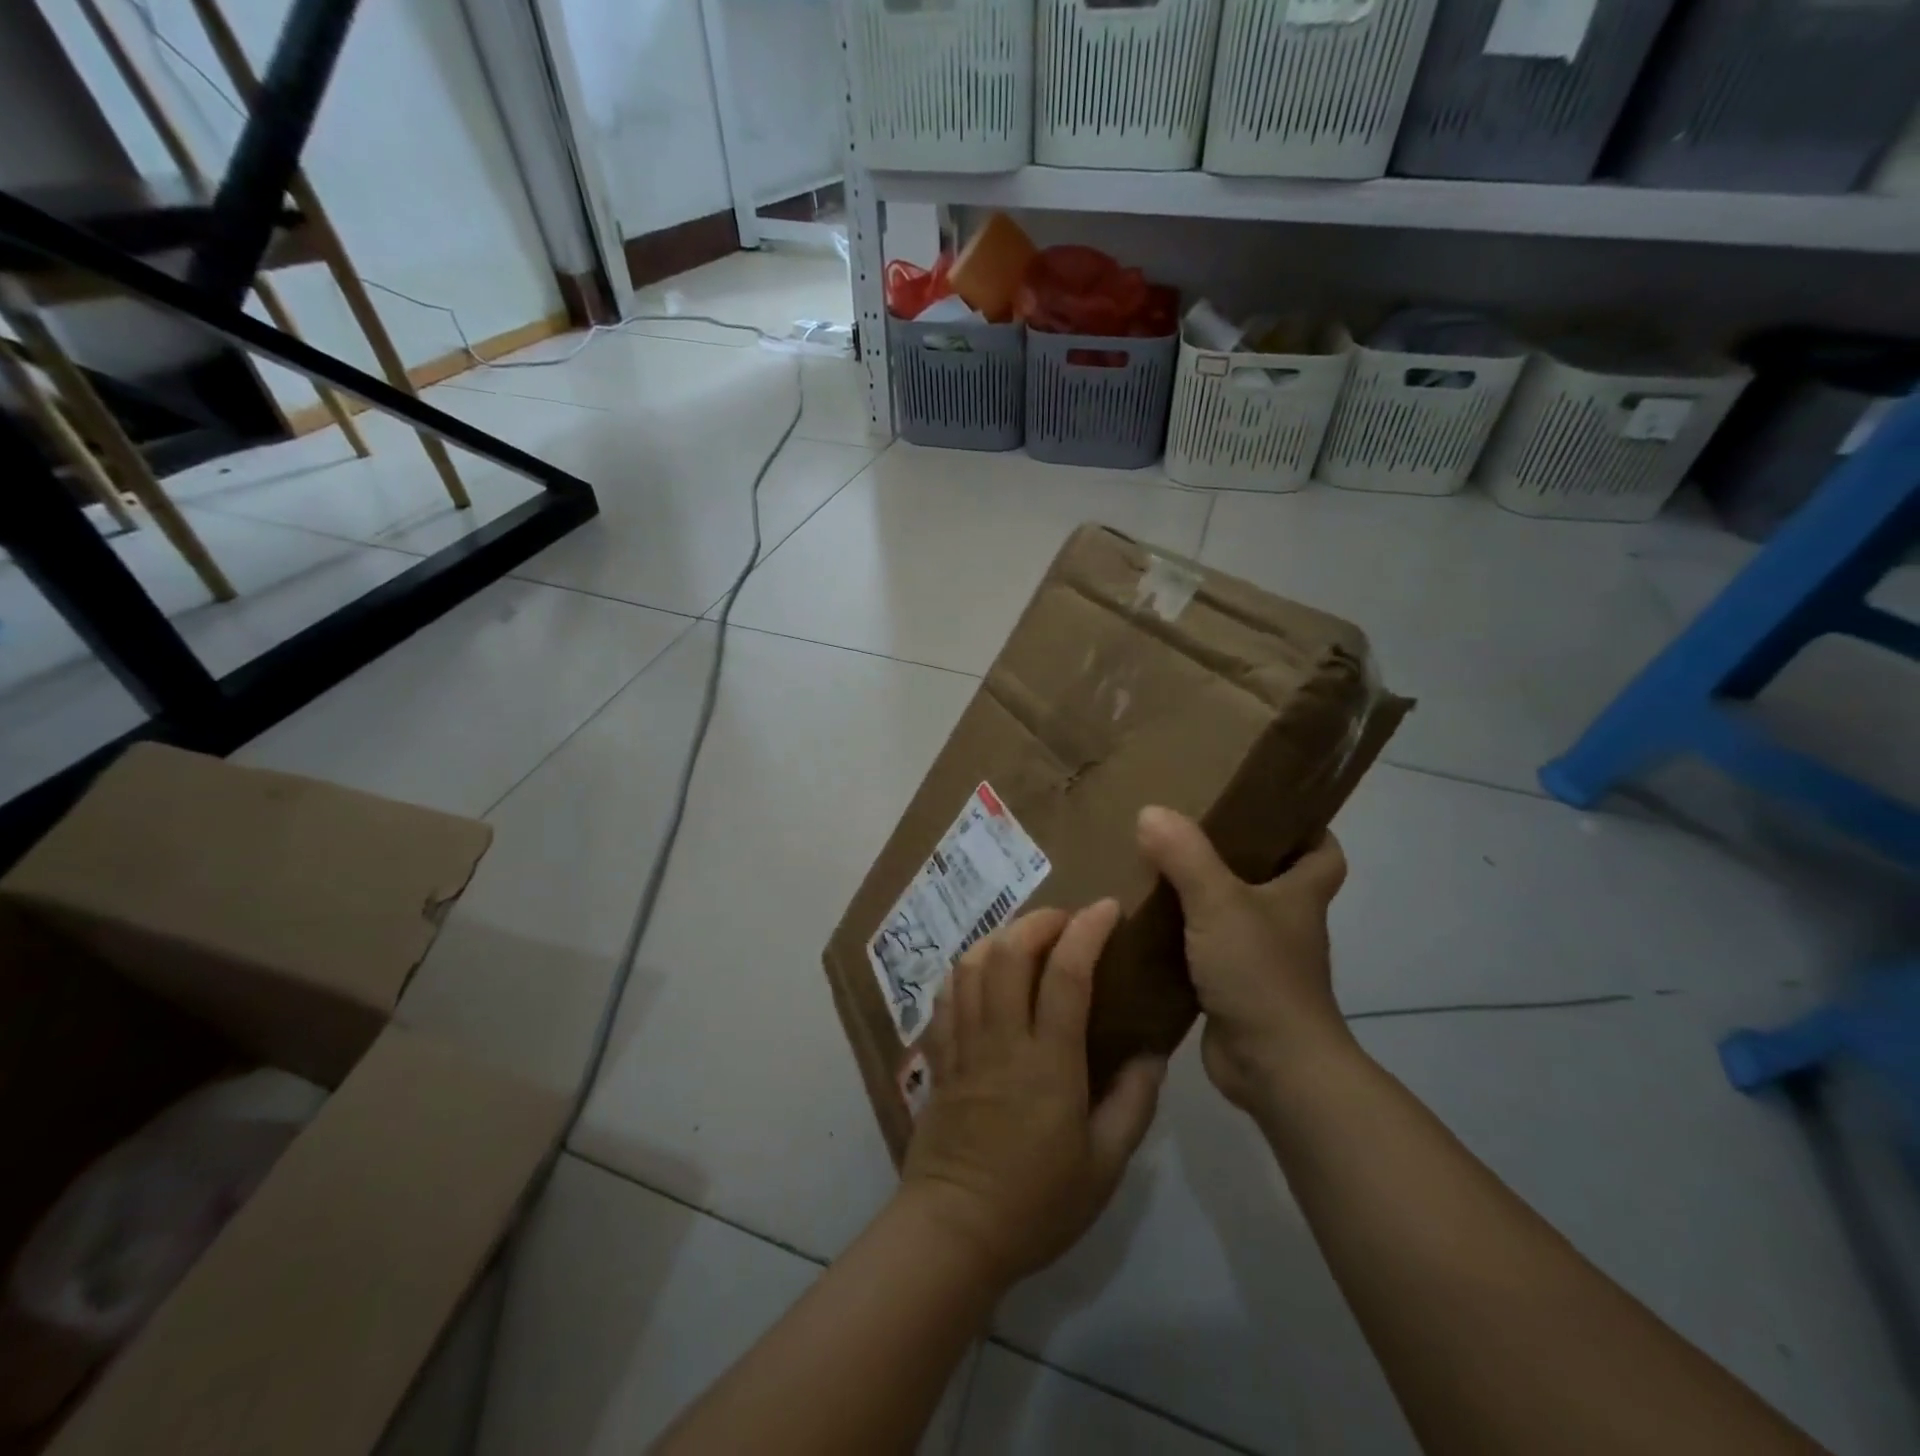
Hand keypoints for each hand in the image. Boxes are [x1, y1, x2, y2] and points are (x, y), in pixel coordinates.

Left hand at [899, 902, 1165, 1287]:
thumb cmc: (1037, 1203)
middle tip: (1066, 920)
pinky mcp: (939, 1056)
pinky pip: (947, 994)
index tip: (1107, 908)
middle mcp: (1001, 1039)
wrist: (954, 1231)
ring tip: (1026, 938)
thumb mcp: (1105, 1165)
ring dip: (1000, 936)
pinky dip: (967, 967)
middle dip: (1039, 920)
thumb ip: (1133, 1102)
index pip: (1066, 974)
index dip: (1087, 931)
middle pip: (1009, 953)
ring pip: (972, 964)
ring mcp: (963, 1044)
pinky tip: (984, 971)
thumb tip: (1153, 1051)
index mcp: (1048, 1063)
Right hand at [1136, 807, 1353, 1111]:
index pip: (1322, 853)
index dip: (1306, 829)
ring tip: (1154, 871)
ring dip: (1202, 899)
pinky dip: (1181, 941)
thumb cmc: (1260, 974)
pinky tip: (1145, 927)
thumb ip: (1185, 855)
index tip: (1265, 809)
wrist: (1273, 1066)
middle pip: (1269, 880)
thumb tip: (1150, 812)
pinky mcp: (1232, 991)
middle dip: (1235, 857)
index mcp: (1300, 896)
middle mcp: (1286, 925)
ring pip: (1232, 917)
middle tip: (1185, 831)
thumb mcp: (1219, 903)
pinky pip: (1205, 953)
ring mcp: (1260, 961)